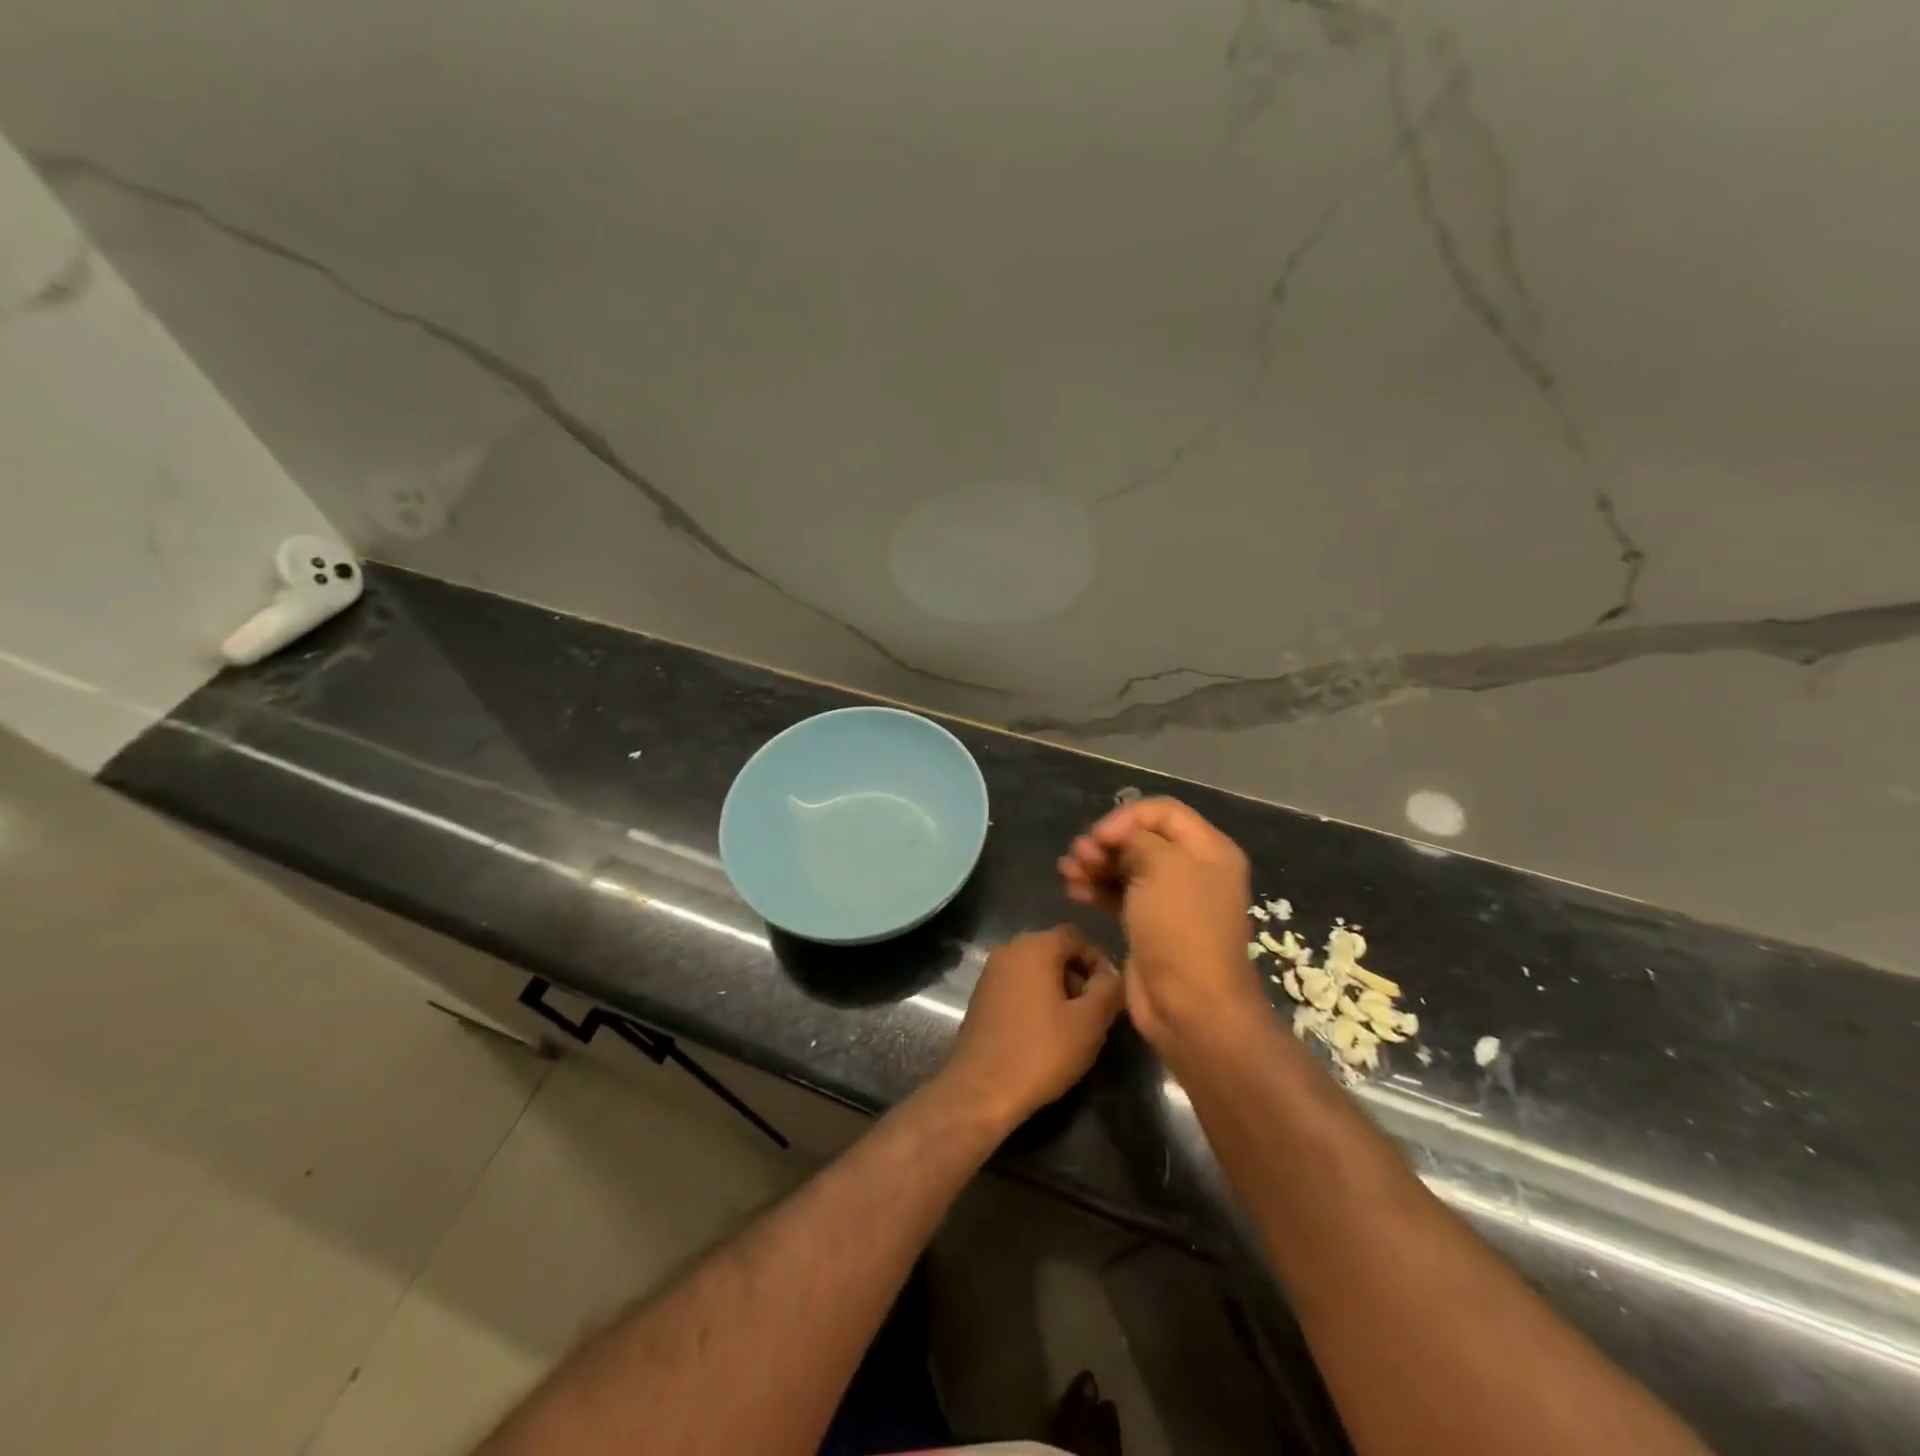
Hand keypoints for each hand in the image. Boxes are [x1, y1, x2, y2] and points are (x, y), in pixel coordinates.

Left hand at [937, 925, 1125, 1130]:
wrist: (981, 1089)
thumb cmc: (1040, 1051)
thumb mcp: (1090, 1022)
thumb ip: (1109, 989)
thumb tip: (1113, 975)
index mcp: (1035, 946)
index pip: (1077, 937)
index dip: (1099, 961)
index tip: (1110, 994)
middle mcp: (1009, 949)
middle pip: (1055, 950)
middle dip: (1079, 976)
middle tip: (1094, 1012)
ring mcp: (991, 971)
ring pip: (1036, 968)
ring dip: (1058, 988)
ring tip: (1072, 1025)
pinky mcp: (981, 995)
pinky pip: (1018, 984)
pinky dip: (1035, 998)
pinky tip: (1044, 1031)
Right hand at [1058, 797, 1262, 1054]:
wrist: (1191, 1006)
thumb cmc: (1181, 928)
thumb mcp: (1163, 868)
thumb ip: (1138, 840)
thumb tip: (1119, 839)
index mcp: (1208, 849)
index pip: (1162, 811)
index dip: (1126, 817)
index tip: (1099, 836)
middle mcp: (1192, 870)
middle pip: (1142, 839)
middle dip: (1106, 842)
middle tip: (1078, 854)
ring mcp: (1170, 900)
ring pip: (1126, 867)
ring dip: (1095, 864)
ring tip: (1067, 871)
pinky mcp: (1149, 925)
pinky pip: (1120, 894)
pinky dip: (1096, 888)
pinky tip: (1072, 889)